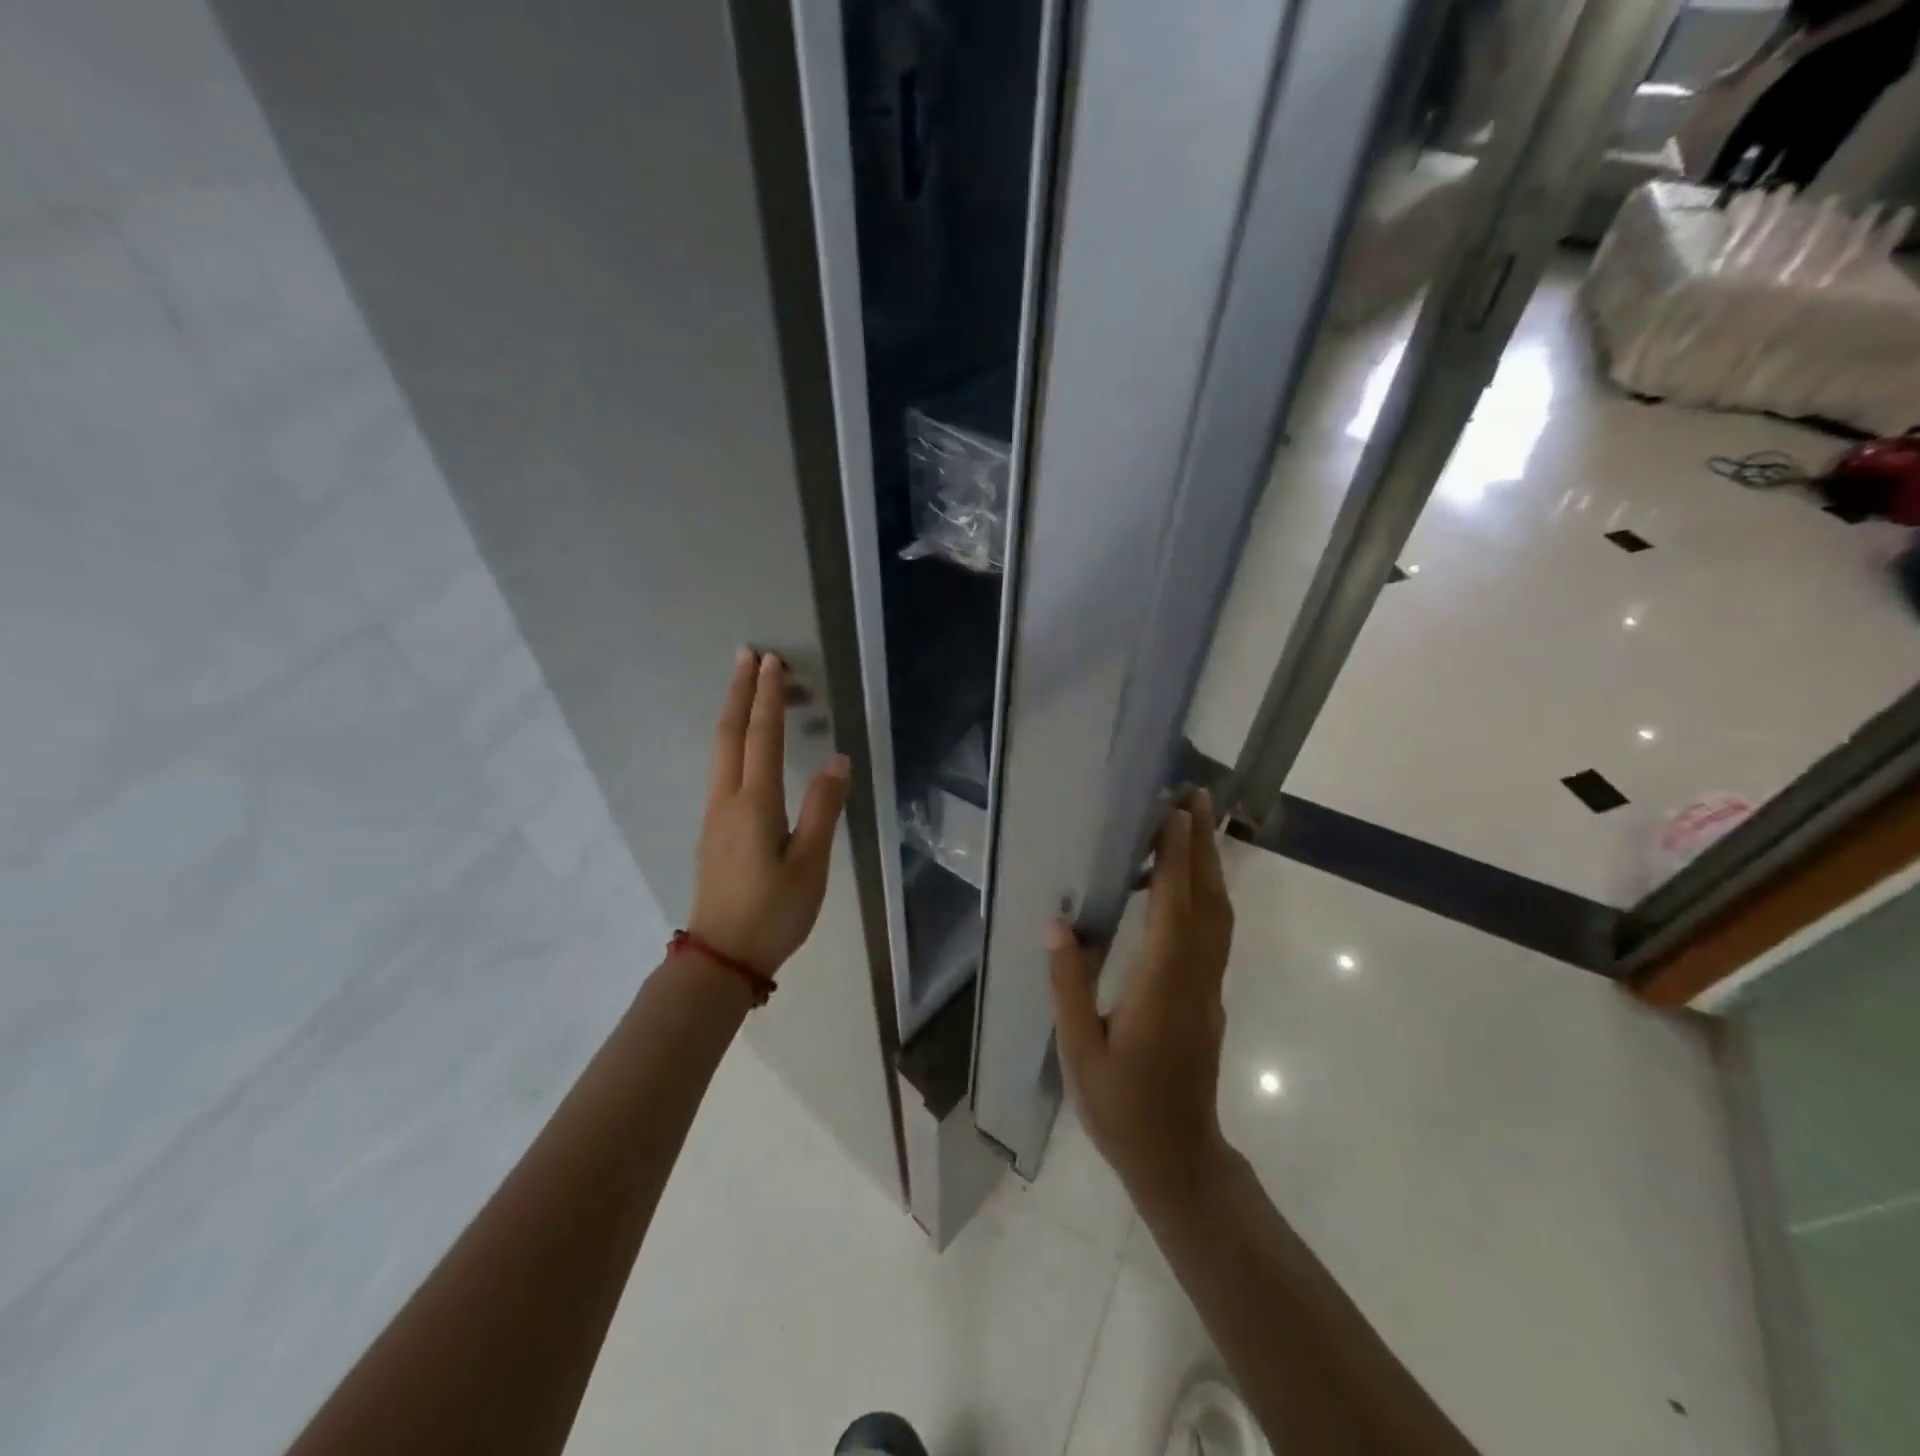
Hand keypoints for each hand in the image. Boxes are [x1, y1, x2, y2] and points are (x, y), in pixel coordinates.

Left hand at [689, 649, 850, 976]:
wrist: (722, 957)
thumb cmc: (774, 912)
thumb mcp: (810, 863)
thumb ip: (823, 808)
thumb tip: (838, 759)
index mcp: (754, 804)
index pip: (761, 737)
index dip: (768, 698)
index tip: (772, 662)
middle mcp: (728, 800)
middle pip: (730, 734)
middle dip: (739, 692)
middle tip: (748, 655)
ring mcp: (715, 815)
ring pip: (722, 751)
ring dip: (735, 713)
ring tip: (748, 688)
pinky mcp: (715, 830)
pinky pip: (723, 769)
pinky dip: (735, 741)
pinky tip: (744, 745)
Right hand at [1048, 789, 1235, 1208]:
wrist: (1179, 1159)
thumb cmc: (1123, 1108)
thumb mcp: (1081, 1051)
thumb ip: (1069, 985)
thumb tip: (1057, 924)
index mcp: (1161, 987)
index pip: (1175, 910)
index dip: (1177, 859)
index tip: (1176, 813)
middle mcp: (1194, 978)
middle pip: (1208, 901)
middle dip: (1203, 846)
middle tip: (1197, 797)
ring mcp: (1208, 987)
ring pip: (1218, 916)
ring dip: (1210, 866)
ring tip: (1195, 825)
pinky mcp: (1208, 997)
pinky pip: (1215, 933)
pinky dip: (1207, 895)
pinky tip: (1190, 884)